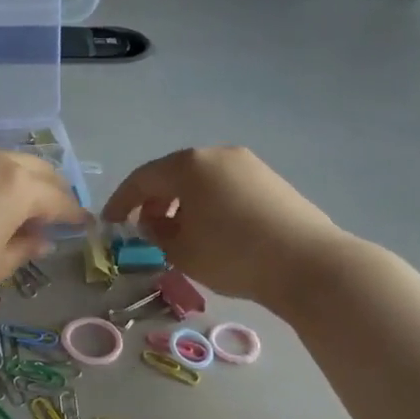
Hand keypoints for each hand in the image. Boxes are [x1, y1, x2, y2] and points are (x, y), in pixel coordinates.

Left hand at [0, 146, 88, 315]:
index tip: (84, 225)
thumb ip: (24, 248)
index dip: (74, 214)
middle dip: (53, 189)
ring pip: (3, 160)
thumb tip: (41, 239)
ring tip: (18, 205)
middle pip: (36, 168)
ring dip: (19, 179)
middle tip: (58, 211)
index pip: (58, 199)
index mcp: (17, 185)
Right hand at [104, 146, 364, 306]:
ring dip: (183, 201)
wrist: (309, 264)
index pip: (142, 178)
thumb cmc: (234, 255)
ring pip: (201, 179)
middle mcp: (216, 154)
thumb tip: (151, 221)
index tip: (110, 223)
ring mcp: (247, 164)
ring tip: (179, 232)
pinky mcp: (270, 179)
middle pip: (173, 173)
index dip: (121, 201)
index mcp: (189, 165)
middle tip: (144, 227)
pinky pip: (226, 185)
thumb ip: (156, 233)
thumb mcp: (182, 251)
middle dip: (154, 199)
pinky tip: (213, 229)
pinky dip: (209, 202)